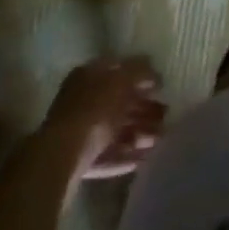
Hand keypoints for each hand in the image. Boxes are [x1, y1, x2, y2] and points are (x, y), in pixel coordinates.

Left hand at [47, 57, 166, 183]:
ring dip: (139, 133)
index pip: (118, 69)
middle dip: (143, 109)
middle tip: (166, 115)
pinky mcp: (78, 160)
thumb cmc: (94, 110)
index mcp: (88, 75)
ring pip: (114, 129)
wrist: (62, 157)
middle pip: (118, 102)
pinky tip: (144, 158)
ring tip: (160, 139)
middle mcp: (81, 100)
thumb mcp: (122, 81)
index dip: (141, 75)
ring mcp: (78, 131)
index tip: (160, 86)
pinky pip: (107, 153)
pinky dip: (125, 154)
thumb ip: (140, 72)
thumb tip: (153, 72)